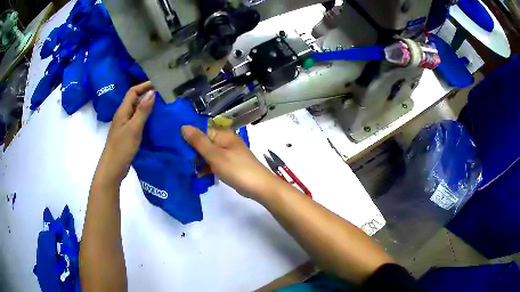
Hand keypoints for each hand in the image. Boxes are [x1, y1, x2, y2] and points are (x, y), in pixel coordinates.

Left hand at [95, 82, 154, 185]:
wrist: (112, 169)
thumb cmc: (122, 148)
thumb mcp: (134, 128)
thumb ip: (142, 111)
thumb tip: (152, 92)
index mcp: (122, 111)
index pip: (133, 91)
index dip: (145, 85)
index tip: (159, 83)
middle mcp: (123, 115)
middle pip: (134, 99)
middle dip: (147, 93)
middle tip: (163, 94)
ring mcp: (124, 125)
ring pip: (136, 110)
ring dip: (147, 105)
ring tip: (161, 105)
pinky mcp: (127, 134)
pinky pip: (137, 120)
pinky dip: (145, 117)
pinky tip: (153, 121)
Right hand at [182, 125, 281, 200]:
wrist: (258, 186)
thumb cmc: (236, 168)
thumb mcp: (215, 155)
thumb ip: (199, 141)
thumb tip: (184, 126)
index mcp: (223, 134)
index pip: (201, 130)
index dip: (189, 135)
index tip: (175, 143)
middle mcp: (225, 141)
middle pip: (204, 142)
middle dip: (192, 150)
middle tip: (179, 159)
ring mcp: (227, 153)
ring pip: (208, 153)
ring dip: (198, 160)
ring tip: (186, 168)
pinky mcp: (229, 164)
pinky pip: (214, 163)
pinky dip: (207, 167)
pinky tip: (198, 175)